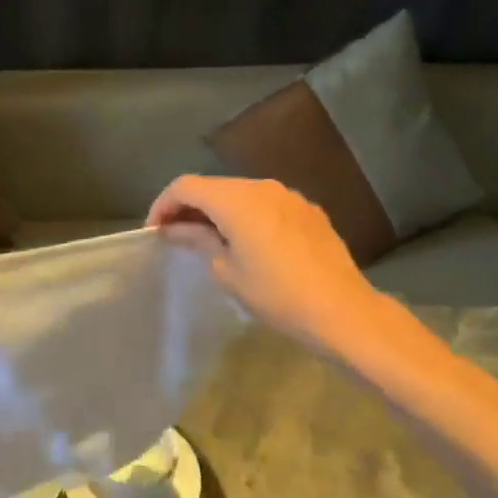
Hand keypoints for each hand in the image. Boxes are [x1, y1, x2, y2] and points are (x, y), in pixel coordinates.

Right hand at [147, 175, 385, 351]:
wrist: (342, 311)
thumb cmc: (276, 294)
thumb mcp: (226, 271)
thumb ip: (198, 239)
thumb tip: (175, 228)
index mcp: (236, 199)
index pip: (185, 186)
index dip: (163, 204)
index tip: (154, 231)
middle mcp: (261, 186)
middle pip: (213, 186)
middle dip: (190, 207)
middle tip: (176, 236)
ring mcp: (289, 196)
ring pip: (240, 194)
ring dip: (219, 210)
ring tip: (210, 240)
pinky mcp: (308, 210)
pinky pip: (266, 204)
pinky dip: (246, 215)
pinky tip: (248, 243)